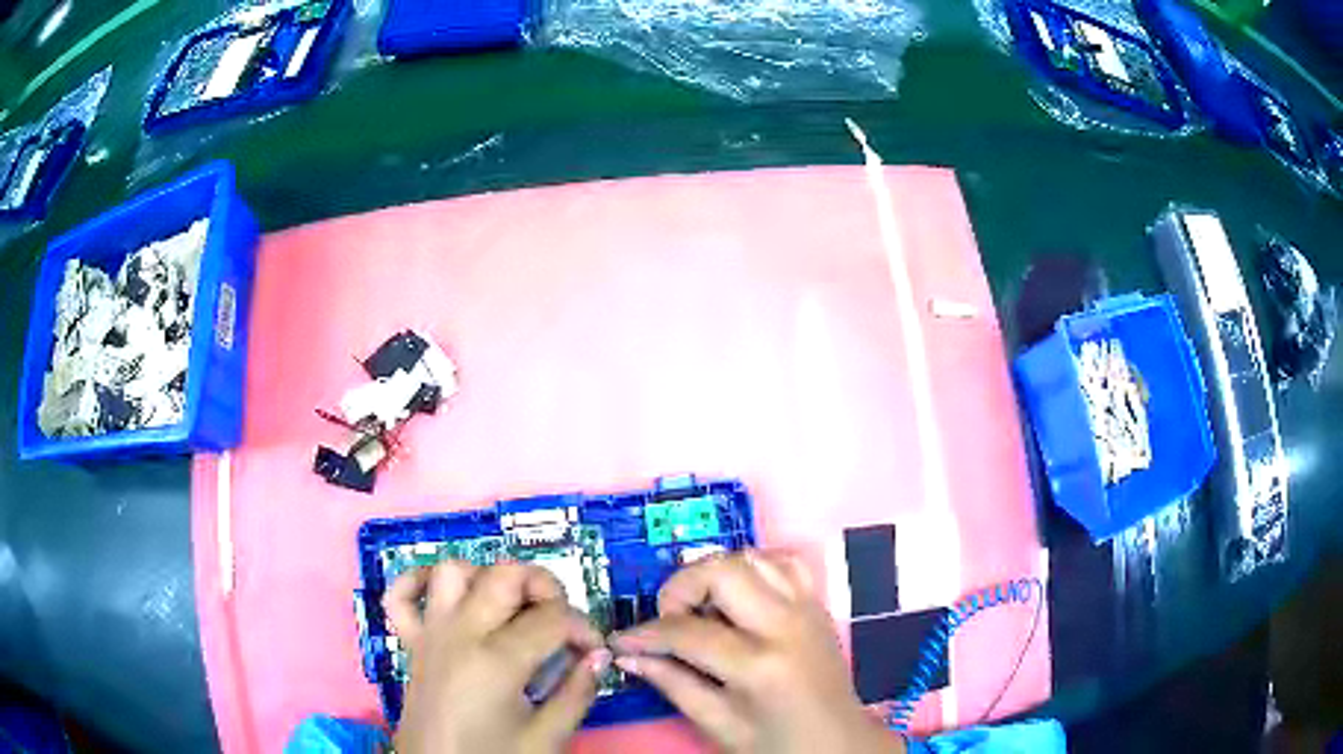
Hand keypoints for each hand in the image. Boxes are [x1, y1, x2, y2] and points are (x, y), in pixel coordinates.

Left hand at [385, 561, 608, 753]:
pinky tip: (445, 597)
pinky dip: (417, 581)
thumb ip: (577, 693)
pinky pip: (400, 595)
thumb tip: (599, 656)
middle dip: (544, 586)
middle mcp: (460, 633)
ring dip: (486, 579)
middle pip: (505, 575)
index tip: (594, 650)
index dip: (584, 628)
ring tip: (510, 609)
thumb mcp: (547, 738)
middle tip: (560, 622)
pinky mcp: (410, 642)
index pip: (553, 618)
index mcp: (497, 660)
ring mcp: (430, 633)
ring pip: (454, 571)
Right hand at [612, 552, 903, 753]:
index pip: (687, 632)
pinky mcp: (817, 603)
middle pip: (722, 571)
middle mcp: (785, 625)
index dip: (645, 634)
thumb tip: (629, 655)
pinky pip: (783, 561)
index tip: (622, 640)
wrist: (838, 742)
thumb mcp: (719, 725)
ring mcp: (806, 608)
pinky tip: (738, 594)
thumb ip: (672, 684)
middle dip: (680, 588)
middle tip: (668, 619)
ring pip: (751, 556)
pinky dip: (753, 567)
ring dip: (715, 573)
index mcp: (759, 666)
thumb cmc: (777, 743)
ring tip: (701, 607)